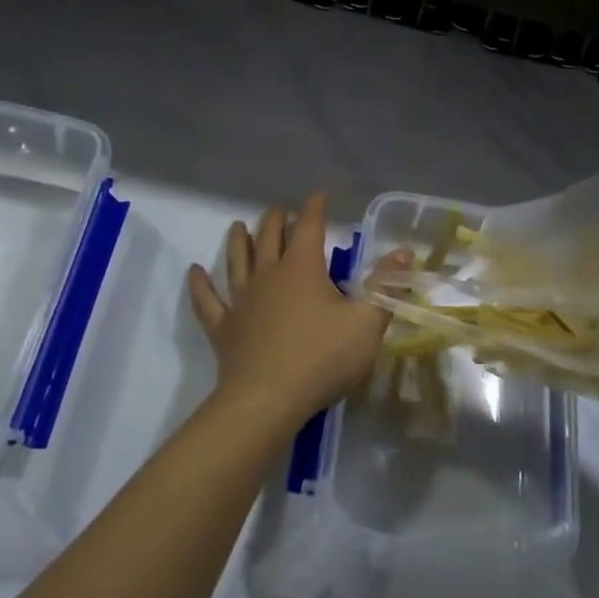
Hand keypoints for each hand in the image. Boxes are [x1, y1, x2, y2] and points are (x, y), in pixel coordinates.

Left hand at [186, 193, 406, 429]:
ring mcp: (241, 301)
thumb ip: (385, 285)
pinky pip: (207, 301)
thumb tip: (404, 251)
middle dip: (277, 219)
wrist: (266, 402)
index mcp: (303, 268)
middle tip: (280, 209)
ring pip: (237, 261)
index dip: (315, 208)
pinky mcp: (224, 328)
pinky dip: (199, 285)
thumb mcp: (368, 322)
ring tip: (237, 226)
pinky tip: (194, 272)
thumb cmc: (322, 359)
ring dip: (239, 241)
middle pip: (270, 237)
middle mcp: (269, 275)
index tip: (319, 195)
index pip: (310, 227)